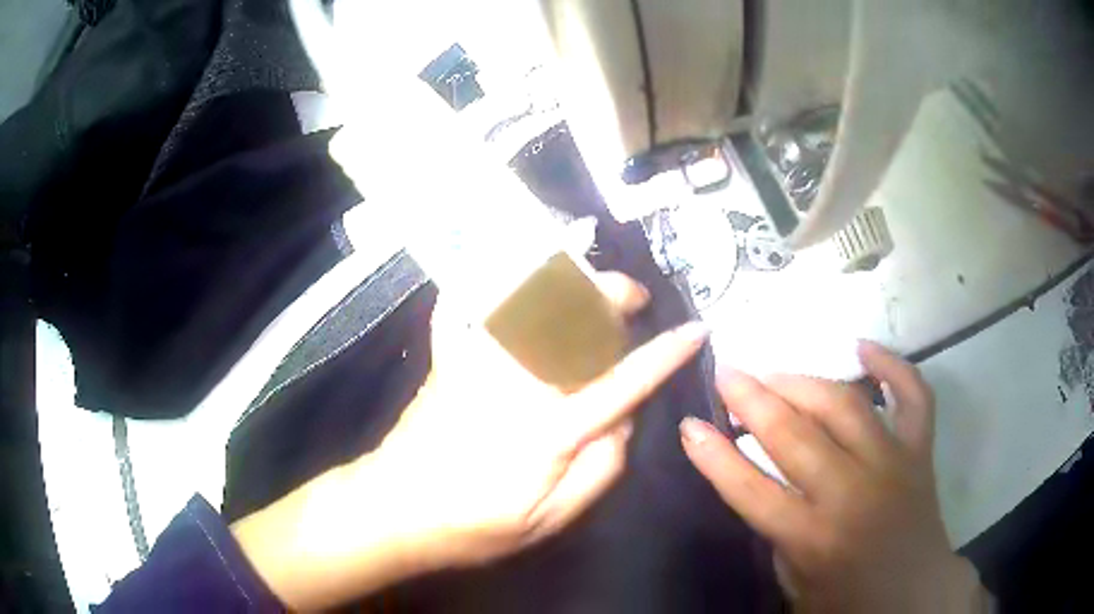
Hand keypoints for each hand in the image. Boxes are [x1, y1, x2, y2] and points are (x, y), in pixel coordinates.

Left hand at [233, 272, 708, 610]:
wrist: (394, 510)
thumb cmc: (474, 527)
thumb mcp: (549, 520)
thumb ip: (599, 470)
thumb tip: (623, 420)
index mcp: (549, 429)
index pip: (623, 381)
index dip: (665, 354)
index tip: (695, 330)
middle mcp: (516, 382)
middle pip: (574, 318)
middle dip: (611, 294)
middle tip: (631, 296)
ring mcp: (477, 364)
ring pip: (529, 299)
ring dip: (565, 279)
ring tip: (588, 280)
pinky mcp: (449, 359)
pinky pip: (464, 303)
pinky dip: (483, 277)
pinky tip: (500, 261)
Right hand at [680, 341, 989, 612]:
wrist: (915, 595)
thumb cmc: (848, 600)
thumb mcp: (795, 584)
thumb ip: (778, 535)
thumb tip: (761, 480)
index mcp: (813, 538)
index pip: (751, 490)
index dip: (714, 457)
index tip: (689, 425)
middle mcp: (852, 494)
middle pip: (795, 436)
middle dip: (753, 399)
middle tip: (727, 373)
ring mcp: (891, 464)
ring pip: (845, 405)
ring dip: (804, 382)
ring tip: (776, 370)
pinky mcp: (919, 451)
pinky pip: (912, 395)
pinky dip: (892, 365)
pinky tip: (863, 348)